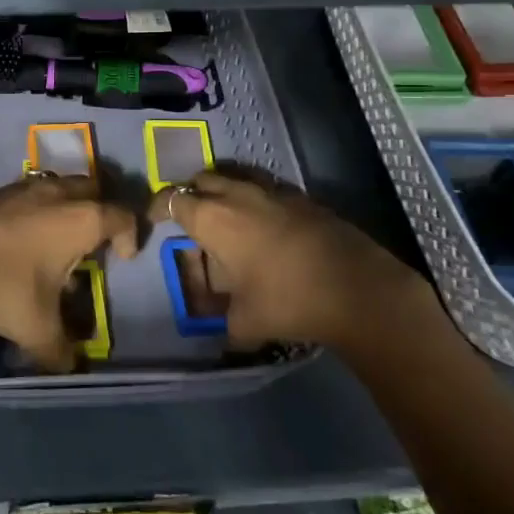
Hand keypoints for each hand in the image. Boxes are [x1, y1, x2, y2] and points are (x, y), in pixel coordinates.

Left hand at [0, 175, 137, 372]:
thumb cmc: (5, 286)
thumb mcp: (38, 328)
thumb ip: (60, 350)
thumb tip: (69, 367)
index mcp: (83, 220)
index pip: (122, 216)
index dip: (130, 234)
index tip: (124, 257)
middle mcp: (59, 194)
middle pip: (94, 189)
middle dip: (102, 210)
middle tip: (97, 239)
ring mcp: (27, 187)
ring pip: (61, 187)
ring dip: (68, 207)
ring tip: (59, 241)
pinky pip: (32, 193)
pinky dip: (39, 208)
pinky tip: (25, 237)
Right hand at [156, 171, 438, 355]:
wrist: (358, 288)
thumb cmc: (288, 301)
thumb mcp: (245, 323)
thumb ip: (226, 324)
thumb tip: (225, 335)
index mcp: (213, 219)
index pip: (173, 199)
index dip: (158, 207)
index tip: (155, 220)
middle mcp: (238, 196)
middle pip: (203, 180)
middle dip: (191, 194)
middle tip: (190, 218)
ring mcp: (273, 192)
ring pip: (236, 178)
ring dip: (224, 191)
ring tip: (225, 216)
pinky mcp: (303, 198)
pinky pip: (267, 189)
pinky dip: (256, 200)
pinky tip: (266, 225)